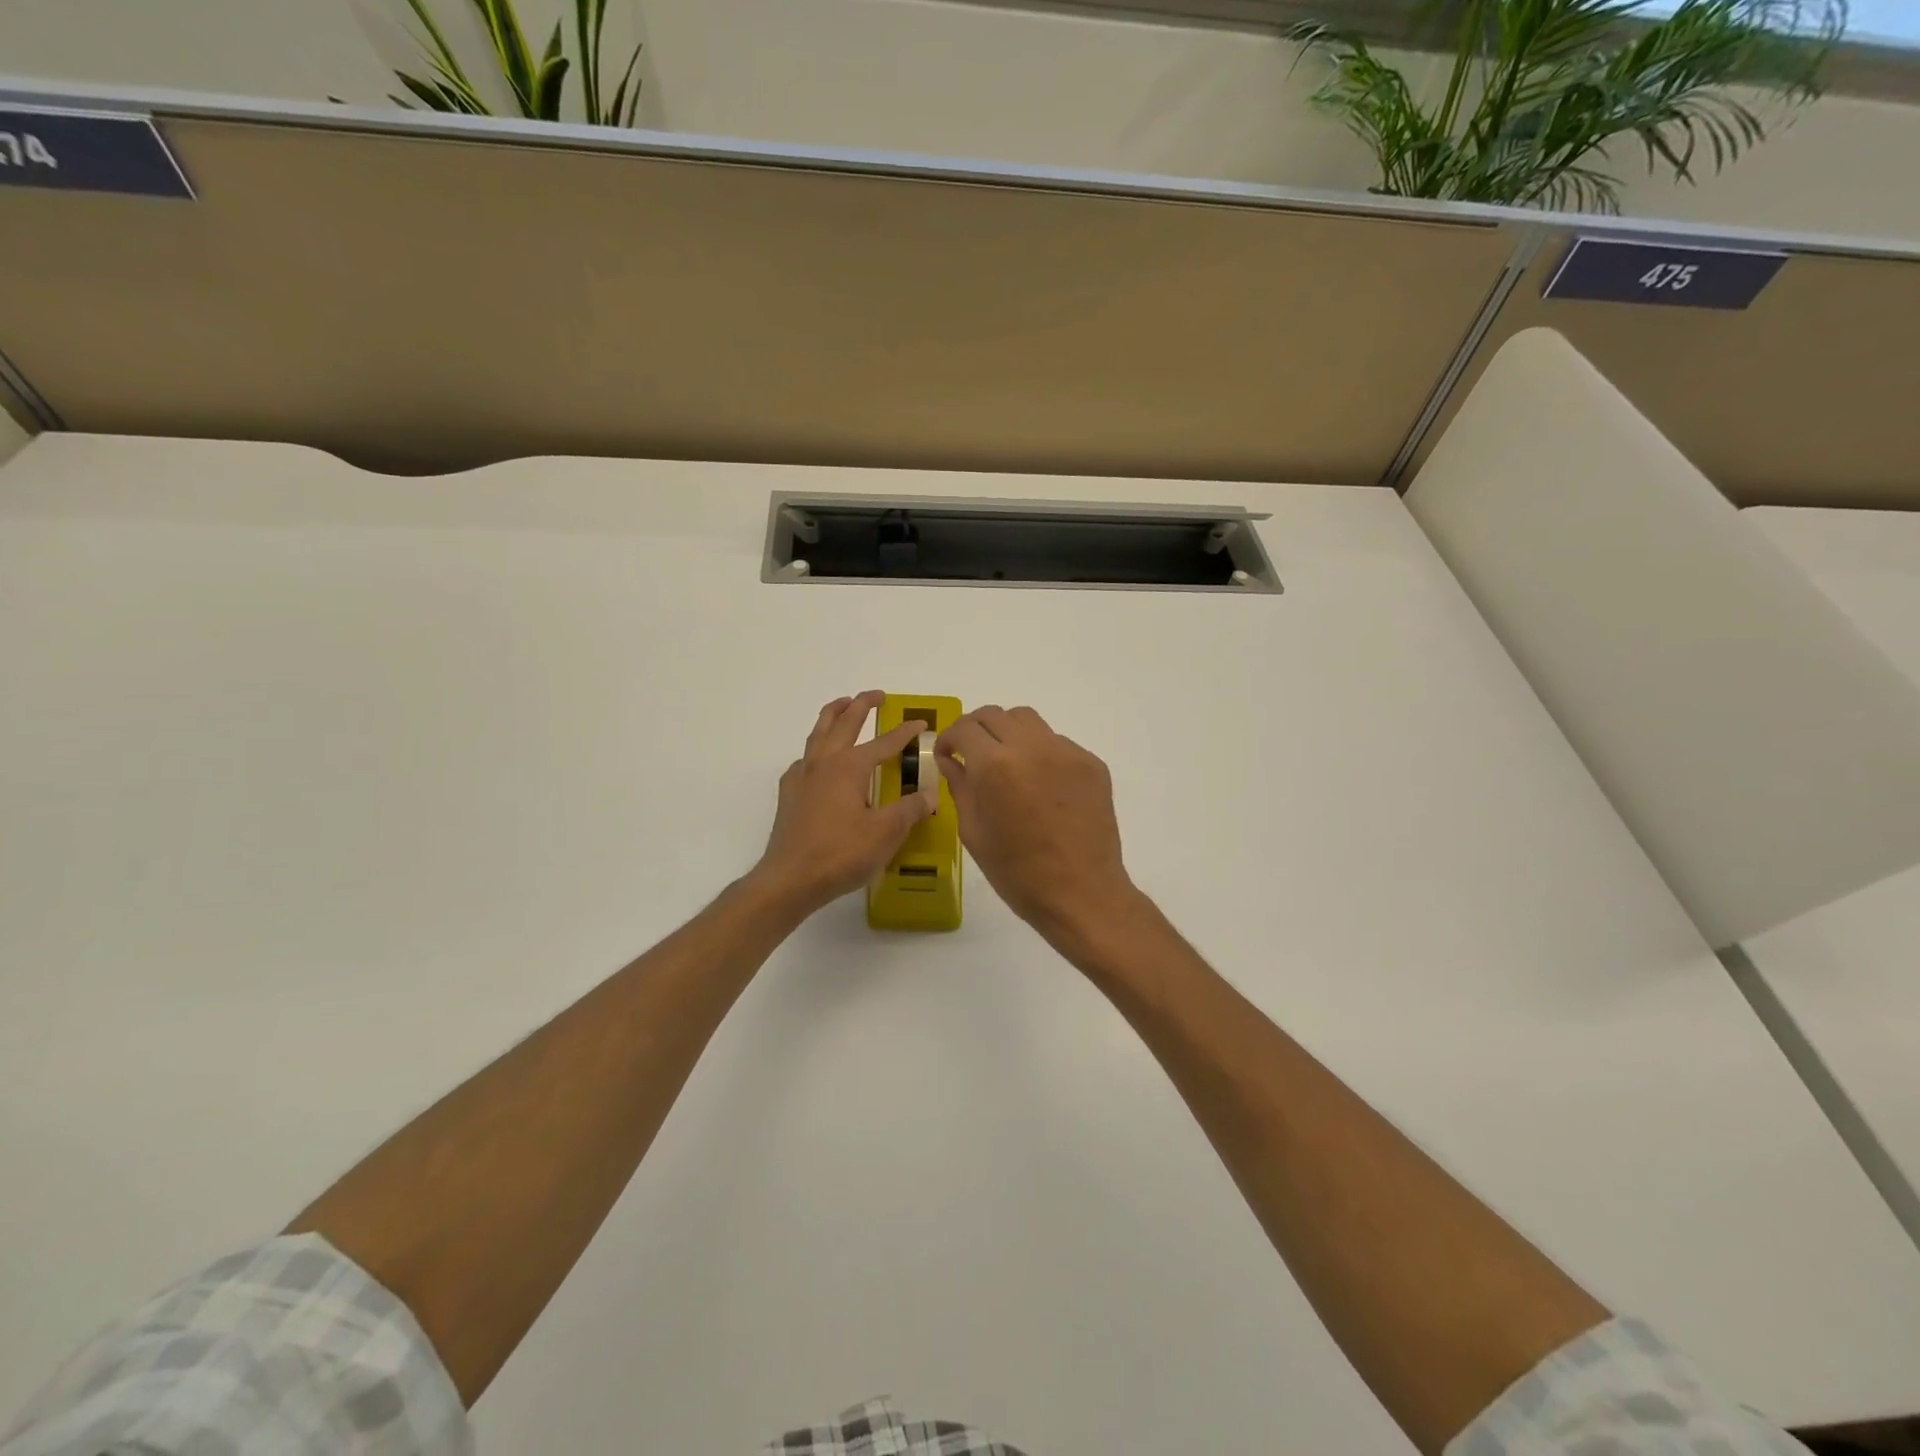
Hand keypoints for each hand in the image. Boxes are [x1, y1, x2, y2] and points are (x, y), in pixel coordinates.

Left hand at [751, 691, 932, 917]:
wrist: (790, 879)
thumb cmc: (841, 853)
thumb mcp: (886, 833)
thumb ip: (910, 810)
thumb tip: (929, 795)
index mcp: (850, 766)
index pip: (885, 742)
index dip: (905, 732)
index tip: (920, 723)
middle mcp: (825, 762)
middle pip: (844, 723)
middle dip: (862, 705)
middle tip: (877, 695)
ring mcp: (802, 776)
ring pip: (818, 733)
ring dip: (833, 715)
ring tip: (843, 705)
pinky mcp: (789, 794)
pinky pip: (804, 759)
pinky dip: (815, 748)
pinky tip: (819, 760)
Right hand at [936, 705, 1138, 945]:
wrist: (1081, 893)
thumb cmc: (1017, 873)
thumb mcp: (974, 832)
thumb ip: (960, 787)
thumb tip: (951, 760)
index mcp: (995, 765)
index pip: (964, 728)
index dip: (949, 739)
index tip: (947, 755)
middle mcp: (1031, 747)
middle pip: (995, 715)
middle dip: (976, 730)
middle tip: (971, 754)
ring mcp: (1066, 752)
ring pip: (1028, 721)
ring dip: (1008, 733)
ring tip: (1006, 763)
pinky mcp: (1091, 763)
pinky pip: (1057, 743)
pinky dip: (1040, 753)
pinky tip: (1041, 785)